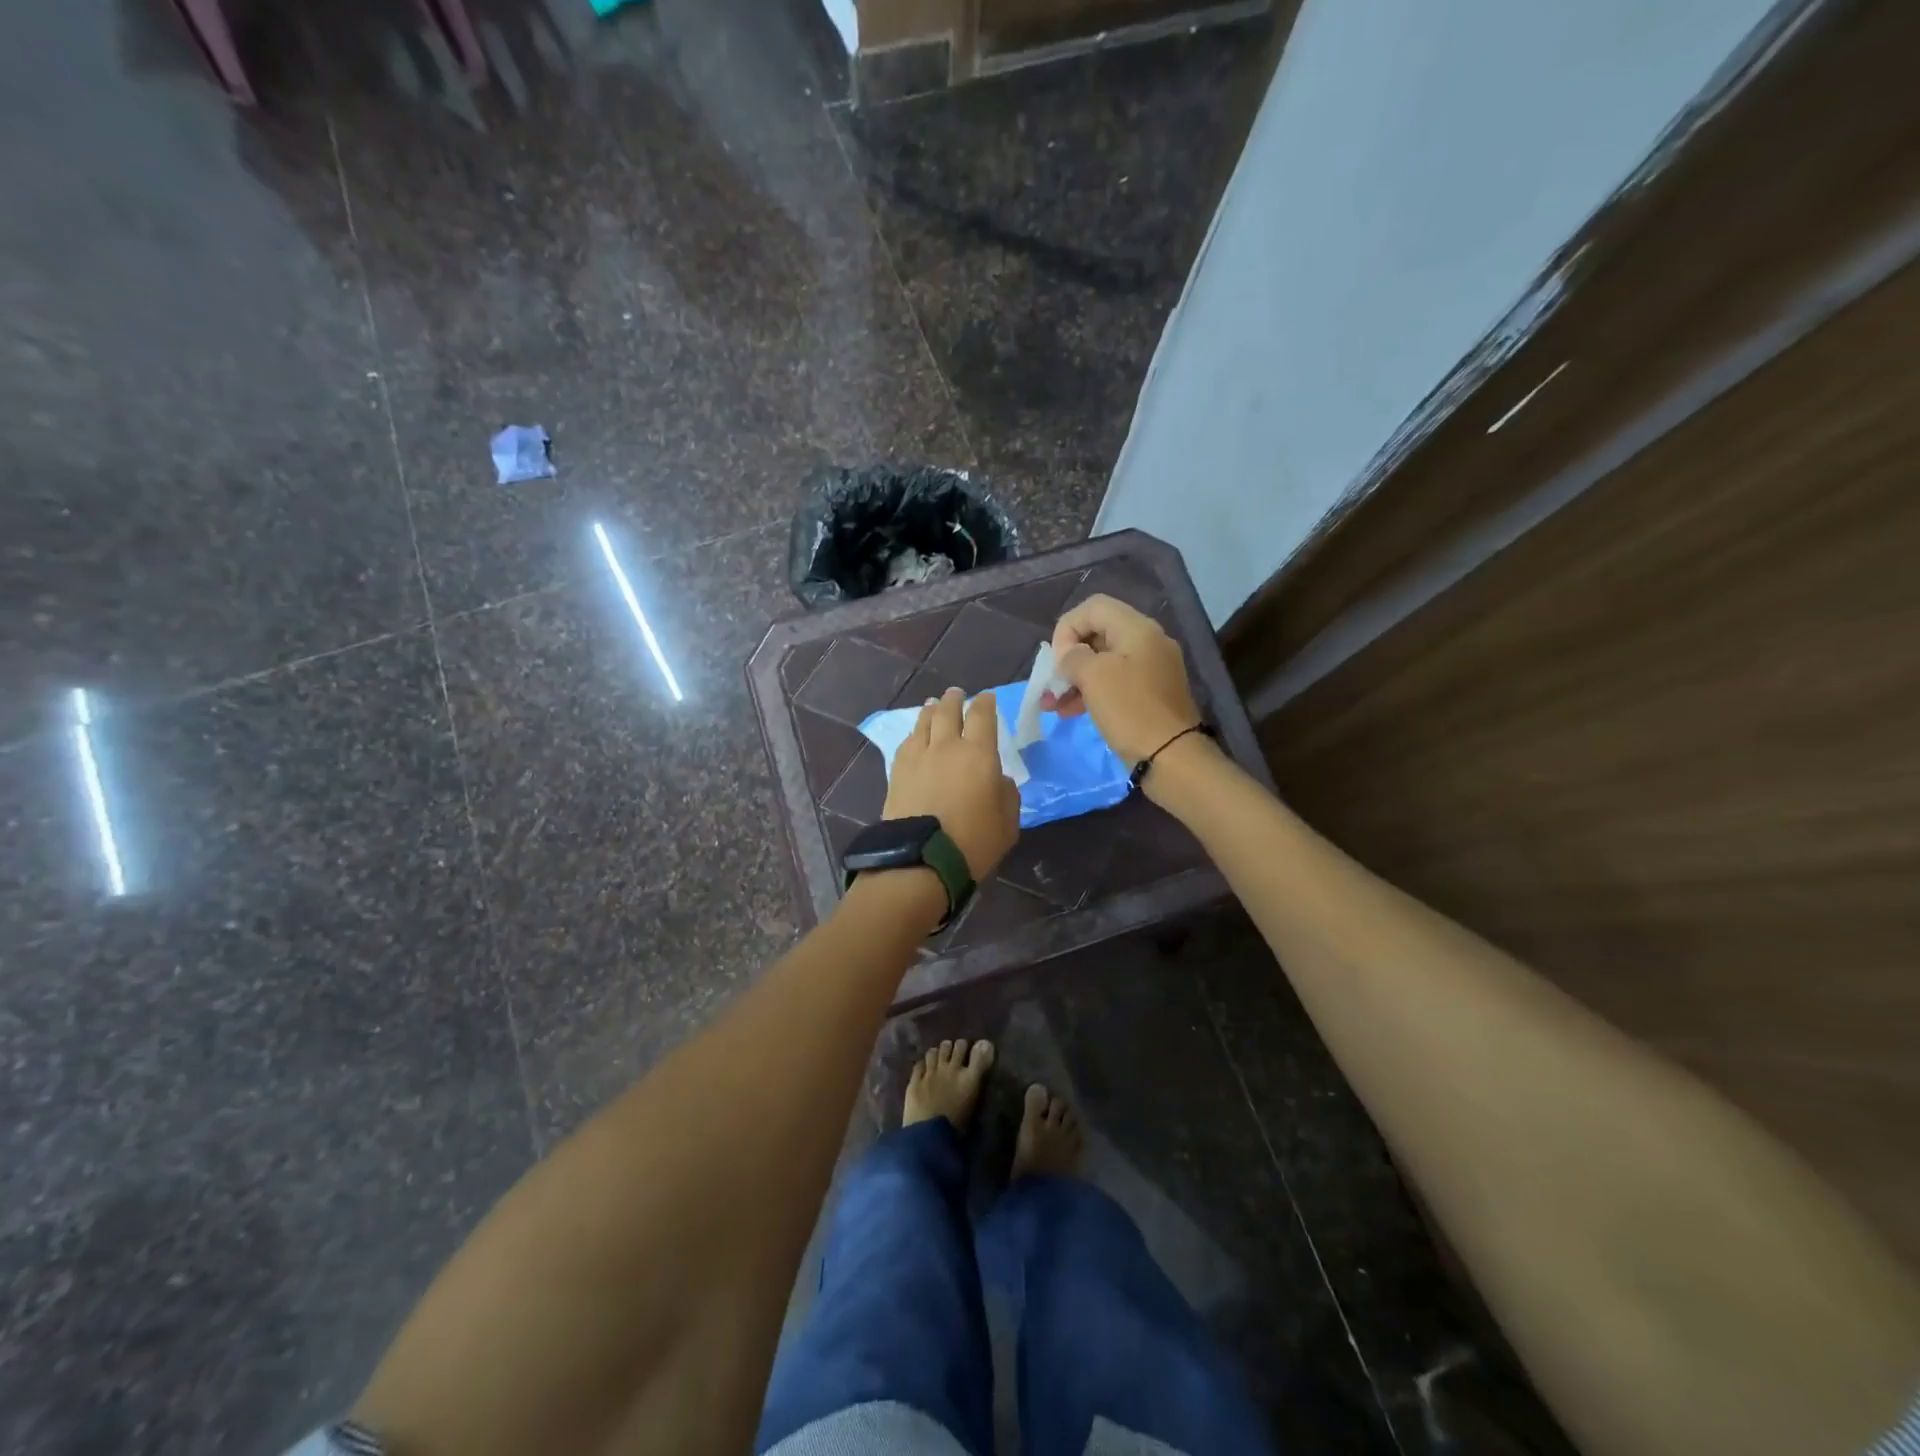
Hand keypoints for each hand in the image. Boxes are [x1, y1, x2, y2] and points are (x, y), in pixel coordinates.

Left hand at [882, 687, 1020, 879]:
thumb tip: (999, 779)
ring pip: (924, 723)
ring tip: (934, 706)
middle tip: (956, 694)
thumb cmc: (973, 842)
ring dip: (931, 711)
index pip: (983, 716)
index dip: (985, 703)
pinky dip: (915, 734)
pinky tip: (916, 736)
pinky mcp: (897, 772)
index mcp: (978, 754)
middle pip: (948, 712)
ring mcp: (918, 757)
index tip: (986, 698)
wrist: (922, 860)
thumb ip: (1007, 793)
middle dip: (954, 700)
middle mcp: (947, 747)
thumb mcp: (1007, 822)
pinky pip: (907, 743)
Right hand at [1042, 594, 1203, 766]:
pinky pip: (1114, 682)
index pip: (1093, 608)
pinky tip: (1070, 711)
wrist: (1171, 756)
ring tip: (1052, 705)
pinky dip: (1091, 692)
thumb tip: (1069, 655)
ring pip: (1103, 661)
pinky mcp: (1150, 694)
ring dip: (1074, 679)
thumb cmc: (1130, 710)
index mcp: (1137, 628)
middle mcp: (1147, 642)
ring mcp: (1151, 669)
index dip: (1067, 628)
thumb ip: (1073, 657)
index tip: (1056, 660)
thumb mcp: (1094, 677)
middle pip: (1097, 634)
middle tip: (1051, 683)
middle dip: (1068, 657)